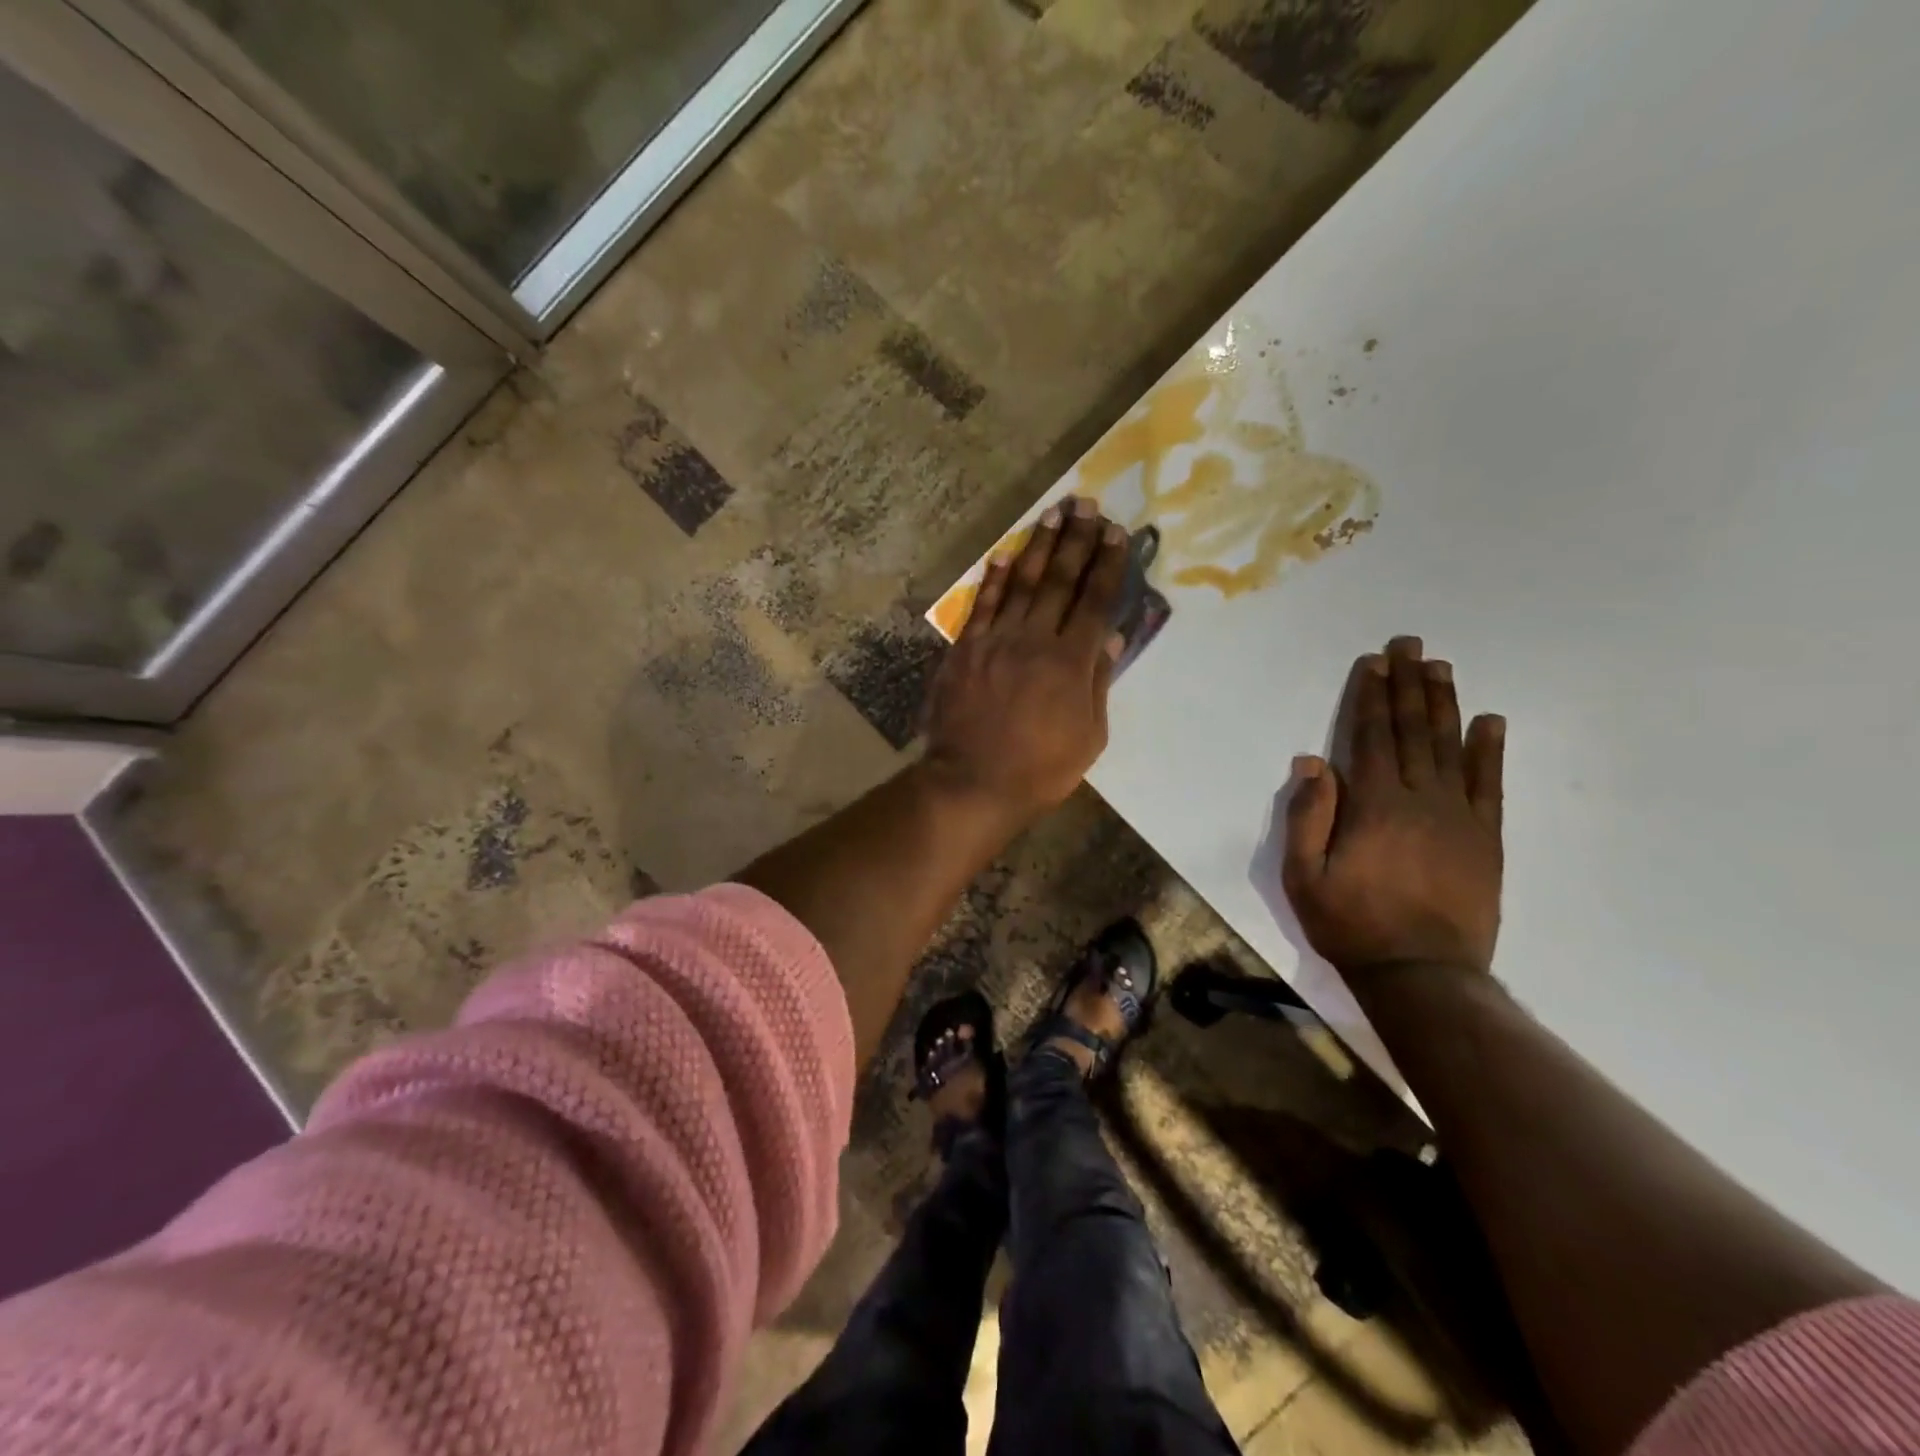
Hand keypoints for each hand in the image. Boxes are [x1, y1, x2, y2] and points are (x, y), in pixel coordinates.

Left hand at [922, 496, 1128, 824]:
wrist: (973, 783)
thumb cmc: (1040, 769)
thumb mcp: (1088, 736)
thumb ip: (1097, 682)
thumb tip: (1109, 636)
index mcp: (1070, 661)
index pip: (1094, 601)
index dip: (1107, 564)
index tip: (1116, 532)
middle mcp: (1034, 640)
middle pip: (1059, 581)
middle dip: (1075, 540)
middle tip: (1085, 504)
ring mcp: (995, 641)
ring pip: (1021, 584)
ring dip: (1037, 547)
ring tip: (1052, 514)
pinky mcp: (965, 650)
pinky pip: (981, 606)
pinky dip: (993, 579)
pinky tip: (1003, 555)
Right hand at [1282, 636, 1505, 980]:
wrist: (1423, 975)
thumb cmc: (1350, 924)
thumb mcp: (1303, 876)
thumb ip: (1307, 816)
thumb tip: (1312, 761)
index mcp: (1373, 805)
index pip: (1371, 737)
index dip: (1371, 697)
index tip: (1373, 663)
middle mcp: (1420, 799)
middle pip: (1413, 731)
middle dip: (1408, 685)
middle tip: (1409, 645)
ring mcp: (1459, 817)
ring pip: (1451, 747)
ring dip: (1444, 703)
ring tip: (1440, 667)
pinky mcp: (1486, 839)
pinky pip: (1490, 785)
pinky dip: (1490, 750)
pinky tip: (1490, 721)